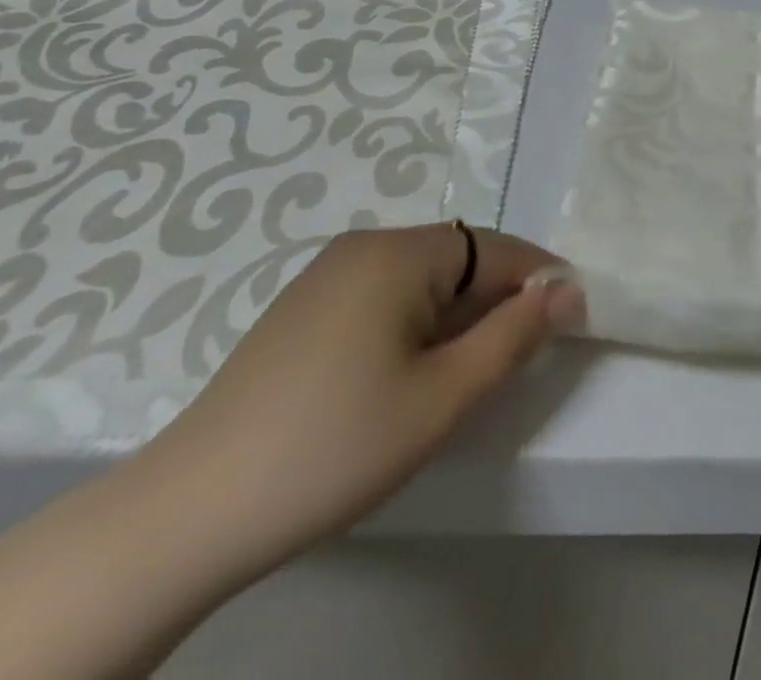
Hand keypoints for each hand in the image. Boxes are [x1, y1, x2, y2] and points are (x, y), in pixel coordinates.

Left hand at [141, 224, 581, 583]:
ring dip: (456, 317)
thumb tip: (567, 290)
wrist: (190, 513)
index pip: (494, 248)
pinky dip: (415, 324)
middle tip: (514, 362)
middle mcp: (363, 246)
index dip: (538, 280)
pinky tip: (405, 376)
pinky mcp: (304, 308)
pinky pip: (385, 296)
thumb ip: (514, 335)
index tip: (570, 322)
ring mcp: (327, 275)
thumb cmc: (336, 446)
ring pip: (422, 280)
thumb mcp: (444, 396)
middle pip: (458, 260)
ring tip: (462, 375)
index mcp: (398, 253)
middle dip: (495, 302)